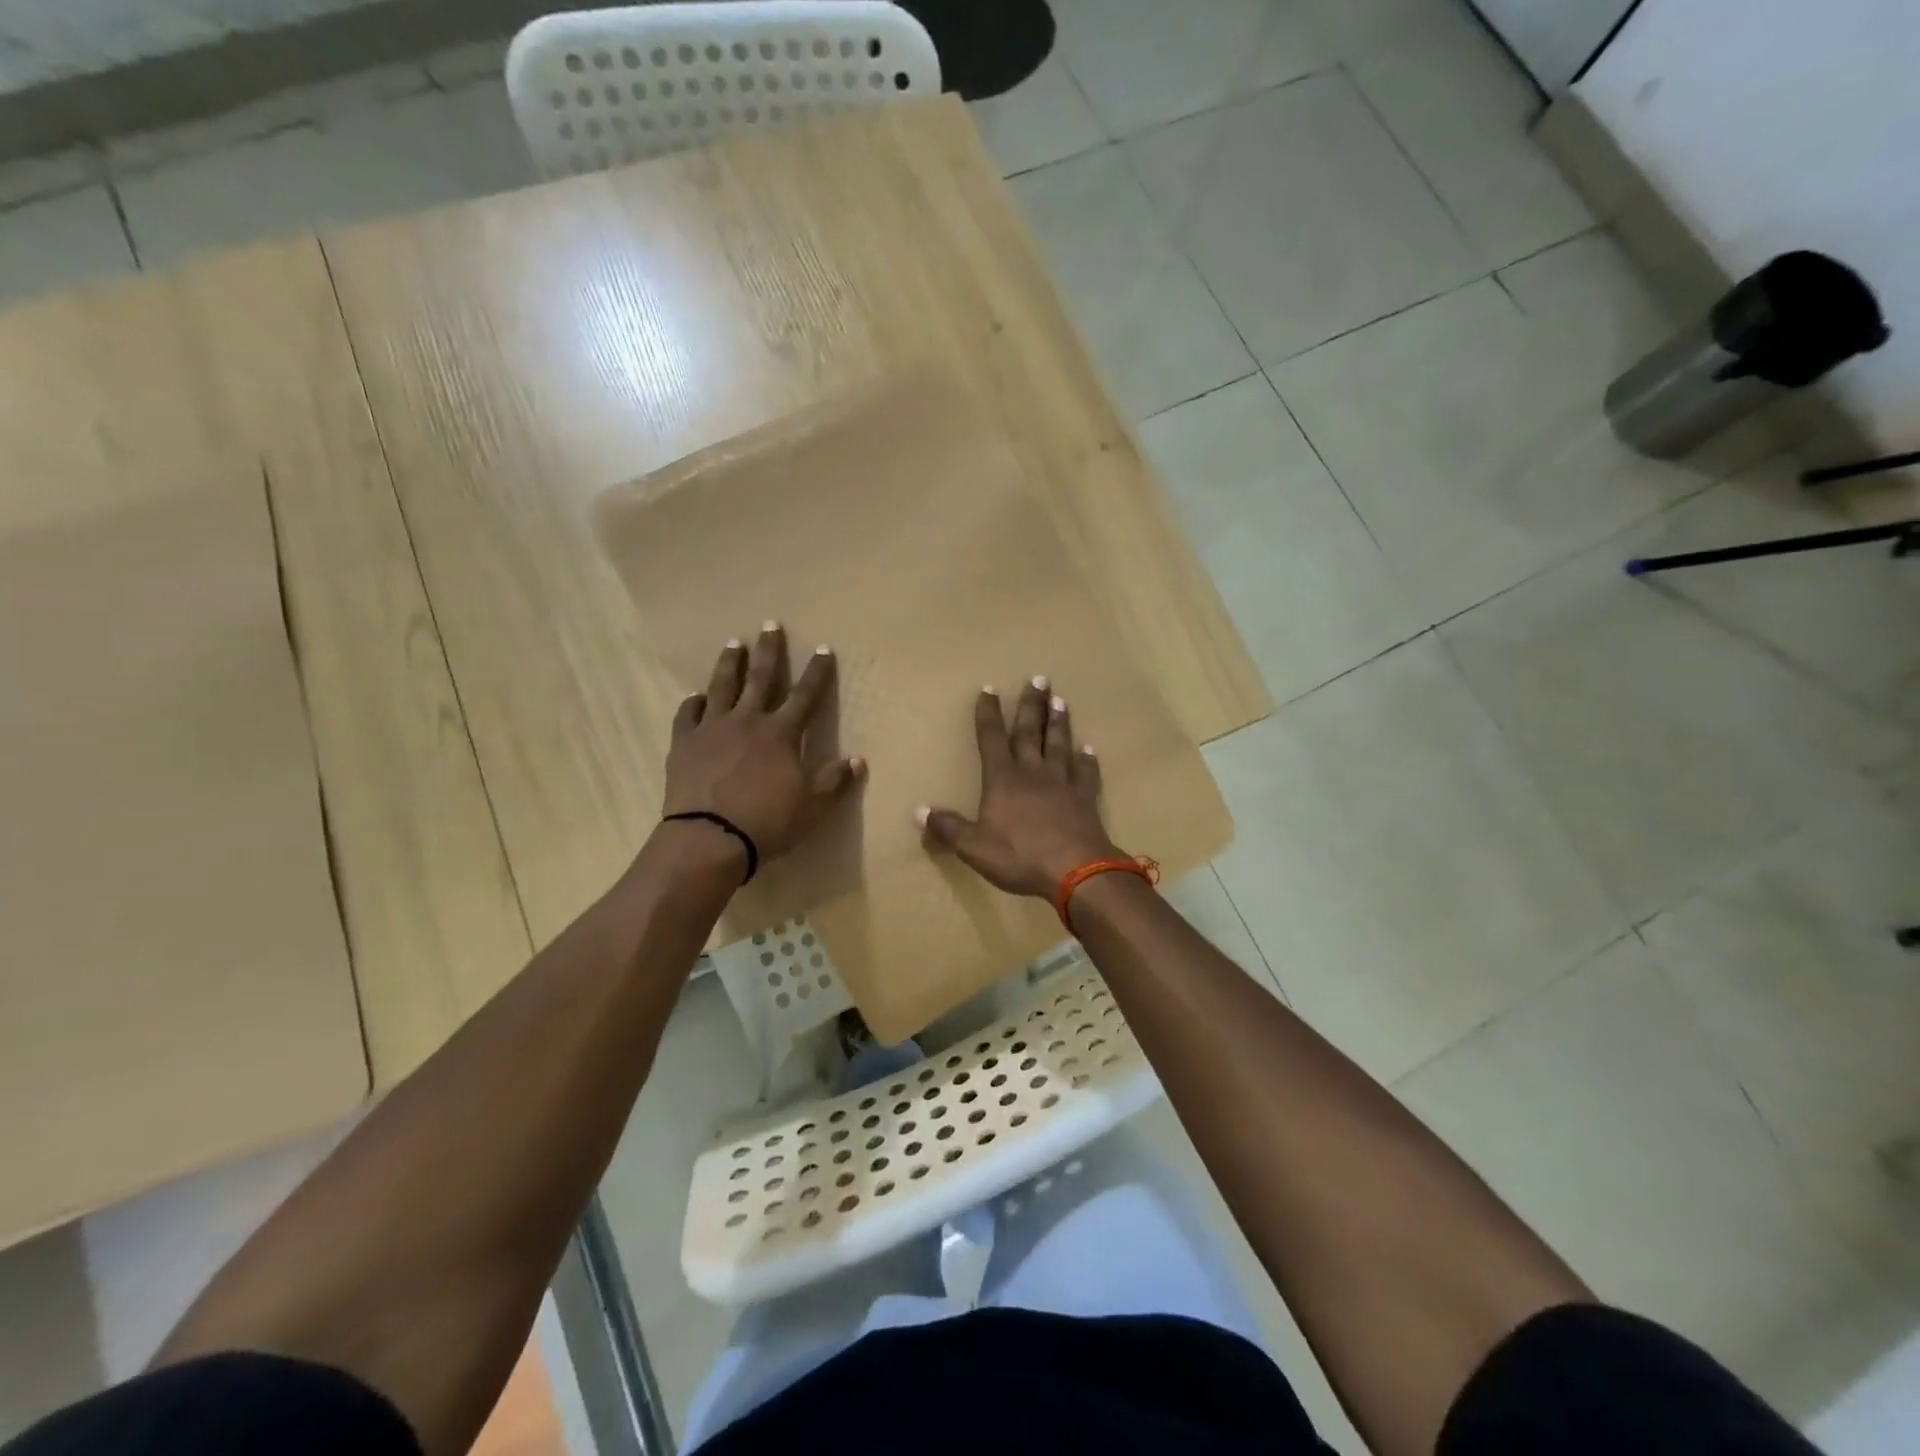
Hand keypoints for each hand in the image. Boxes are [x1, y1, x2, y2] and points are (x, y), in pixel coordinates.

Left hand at [662, 622, 864, 868]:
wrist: (709, 838)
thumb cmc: (767, 821)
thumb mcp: (812, 805)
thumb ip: (834, 780)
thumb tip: (858, 760)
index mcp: (780, 733)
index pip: (805, 695)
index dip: (817, 672)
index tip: (823, 648)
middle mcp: (747, 721)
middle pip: (760, 678)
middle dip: (769, 651)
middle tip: (770, 624)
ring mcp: (712, 729)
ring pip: (722, 687)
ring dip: (729, 663)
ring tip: (733, 643)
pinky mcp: (685, 743)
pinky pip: (688, 715)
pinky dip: (693, 703)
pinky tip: (696, 696)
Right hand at [920, 676, 1118, 898]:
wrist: (1075, 870)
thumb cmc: (1020, 856)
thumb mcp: (974, 847)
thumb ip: (949, 828)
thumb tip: (920, 811)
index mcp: (1002, 780)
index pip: (992, 739)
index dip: (988, 714)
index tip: (989, 689)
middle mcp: (1032, 772)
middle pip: (1029, 732)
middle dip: (1030, 705)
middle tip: (1037, 679)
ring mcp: (1062, 783)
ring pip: (1059, 744)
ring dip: (1058, 722)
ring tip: (1060, 700)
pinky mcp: (1085, 798)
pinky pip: (1086, 773)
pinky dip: (1087, 760)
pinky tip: (1088, 748)